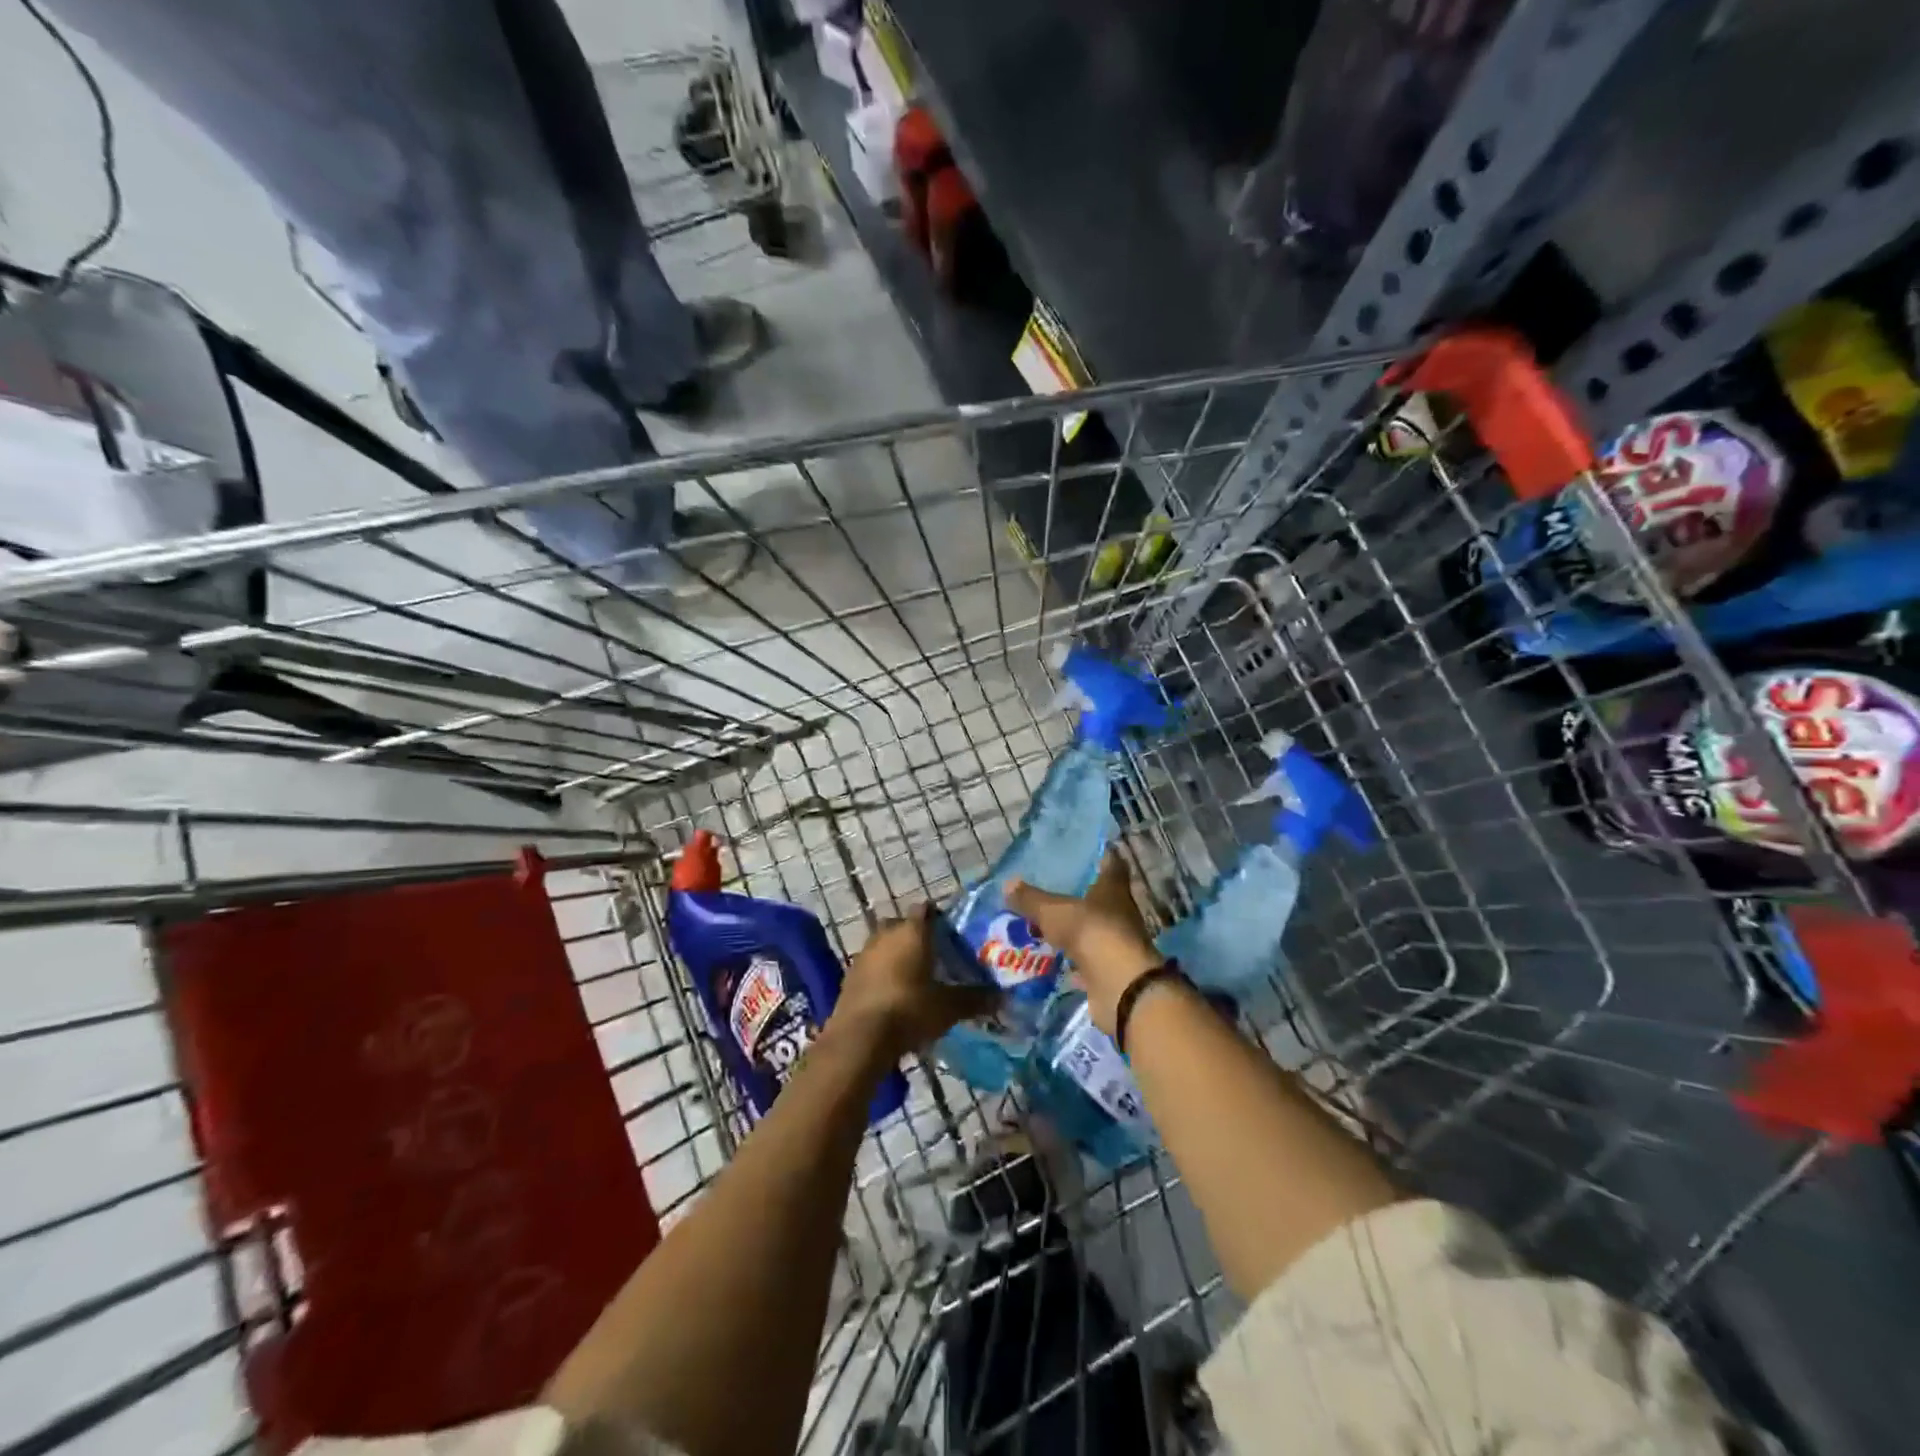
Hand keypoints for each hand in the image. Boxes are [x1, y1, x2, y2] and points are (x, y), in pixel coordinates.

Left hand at [835, 905, 998, 1059]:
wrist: (859, 1038)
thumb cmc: (909, 1010)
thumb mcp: (949, 1007)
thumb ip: (975, 998)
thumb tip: (1003, 997)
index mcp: (912, 931)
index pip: (927, 910)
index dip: (939, 919)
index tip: (952, 935)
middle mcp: (886, 933)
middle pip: (903, 925)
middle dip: (916, 936)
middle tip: (935, 956)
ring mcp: (864, 953)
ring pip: (885, 944)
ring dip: (897, 955)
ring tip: (915, 977)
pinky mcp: (849, 975)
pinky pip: (871, 965)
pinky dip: (882, 973)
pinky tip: (893, 994)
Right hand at [1006, 851, 1162, 1033]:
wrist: (1120, 986)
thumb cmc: (1091, 932)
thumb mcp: (1054, 912)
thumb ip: (1031, 899)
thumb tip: (1008, 883)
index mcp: (1113, 888)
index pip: (1111, 863)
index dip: (1098, 857)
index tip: (1079, 854)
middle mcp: (1120, 912)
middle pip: (1100, 898)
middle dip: (1078, 895)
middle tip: (1049, 889)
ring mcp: (1116, 942)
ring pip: (1092, 929)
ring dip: (1074, 928)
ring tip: (1044, 923)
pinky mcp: (1110, 969)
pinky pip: (1087, 959)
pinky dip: (1072, 959)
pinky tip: (1052, 958)